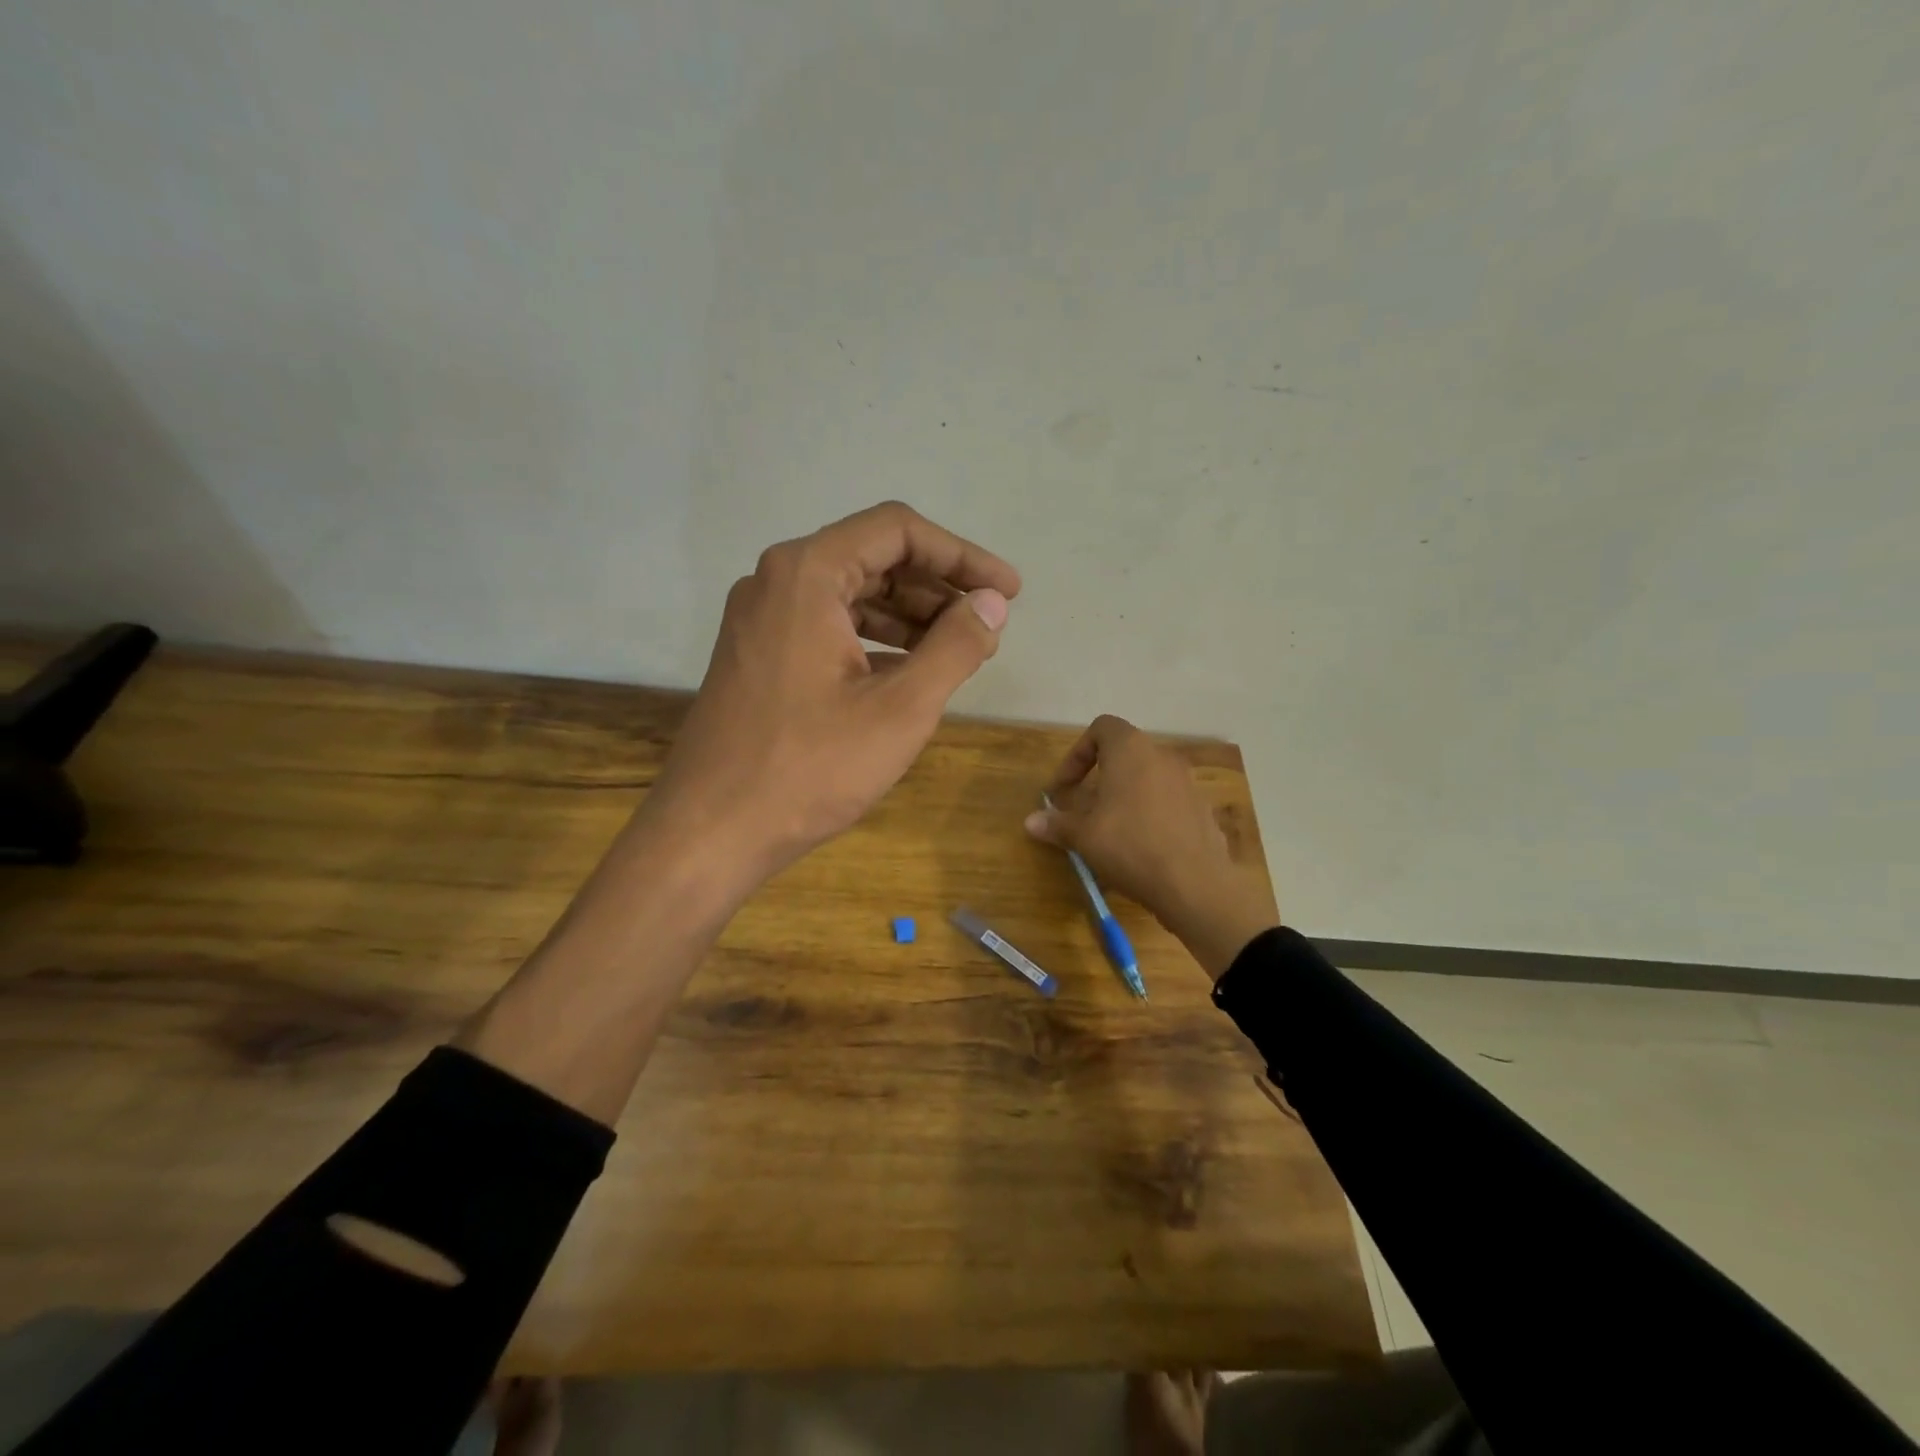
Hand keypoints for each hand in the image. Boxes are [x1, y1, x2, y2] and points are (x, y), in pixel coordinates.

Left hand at [641, 502, 1020, 889]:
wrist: (710, 832)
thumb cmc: (810, 768)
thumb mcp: (900, 708)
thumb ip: (955, 646)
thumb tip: (992, 604)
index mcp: (807, 574)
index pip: (898, 531)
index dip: (962, 555)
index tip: (1007, 591)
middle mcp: (777, 581)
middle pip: (873, 558)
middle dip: (937, 588)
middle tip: (987, 625)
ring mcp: (761, 619)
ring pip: (851, 595)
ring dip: (909, 616)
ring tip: (959, 650)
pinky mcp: (758, 655)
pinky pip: (828, 626)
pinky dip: (875, 640)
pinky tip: (910, 672)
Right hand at [1024, 715, 1276, 978]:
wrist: (1196, 885)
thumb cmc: (1131, 847)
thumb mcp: (1084, 837)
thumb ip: (1057, 824)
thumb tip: (1031, 821)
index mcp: (1131, 750)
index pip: (1102, 728)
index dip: (1078, 754)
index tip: (1066, 788)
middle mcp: (1162, 756)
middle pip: (1125, 754)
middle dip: (1100, 778)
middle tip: (1084, 810)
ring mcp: (1188, 782)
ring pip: (1148, 778)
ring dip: (1125, 796)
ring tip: (1111, 830)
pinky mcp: (1203, 809)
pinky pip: (1168, 801)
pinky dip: (1150, 813)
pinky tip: (1141, 847)